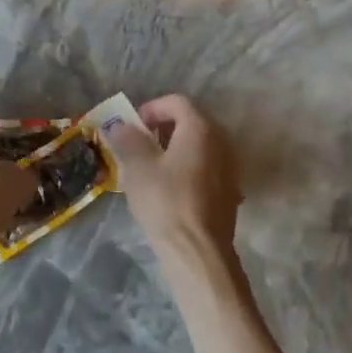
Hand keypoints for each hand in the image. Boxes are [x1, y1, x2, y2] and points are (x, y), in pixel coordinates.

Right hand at [106, 95, 242, 262]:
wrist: (197, 251)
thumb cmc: (166, 201)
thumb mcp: (137, 166)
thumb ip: (128, 139)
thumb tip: (121, 125)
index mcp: (201, 129)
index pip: (177, 102)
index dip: (152, 108)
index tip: (133, 126)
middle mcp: (222, 142)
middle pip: (192, 121)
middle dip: (164, 127)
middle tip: (140, 143)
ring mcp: (230, 167)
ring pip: (201, 145)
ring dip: (176, 147)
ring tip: (153, 165)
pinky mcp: (230, 191)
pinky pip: (208, 166)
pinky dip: (189, 166)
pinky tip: (171, 187)